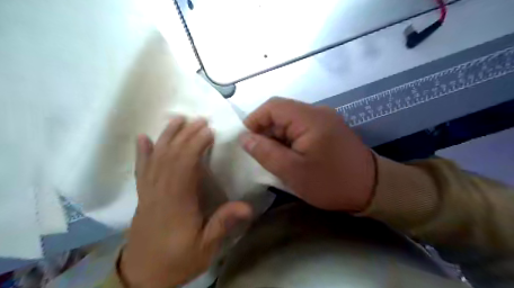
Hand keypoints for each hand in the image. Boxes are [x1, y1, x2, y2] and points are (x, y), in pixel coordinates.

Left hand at [118, 117, 250, 287]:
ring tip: (177, 119)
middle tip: (200, 120)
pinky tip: (143, 138)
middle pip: (171, 156)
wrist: (143, 277)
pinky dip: (141, 152)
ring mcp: (148, 192)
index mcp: (177, 203)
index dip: (196, 145)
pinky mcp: (143, 195)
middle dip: (186, 135)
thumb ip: (223, 224)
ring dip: (167, 136)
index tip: (209, 131)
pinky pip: (141, 169)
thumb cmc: (178, 260)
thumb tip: (248, 207)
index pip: (185, 165)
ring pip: (156, 158)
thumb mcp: (205, 248)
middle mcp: (160, 192)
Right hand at [239, 98, 376, 211]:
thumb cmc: (331, 182)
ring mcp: (325, 119)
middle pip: (281, 112)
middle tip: (258, 153)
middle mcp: (317, 112)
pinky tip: (288, 155)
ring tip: (272, 157)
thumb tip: (245, 138)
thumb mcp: (293, 171)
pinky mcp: (328, 129)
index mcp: (309, 118)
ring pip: (290, 121)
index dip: (254, 119)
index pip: (273, 106)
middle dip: (265, 130)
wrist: (372, 189)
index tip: (246, 140)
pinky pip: (301, 128)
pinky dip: (289, 139)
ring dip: (277, 136)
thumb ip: (266, 152)